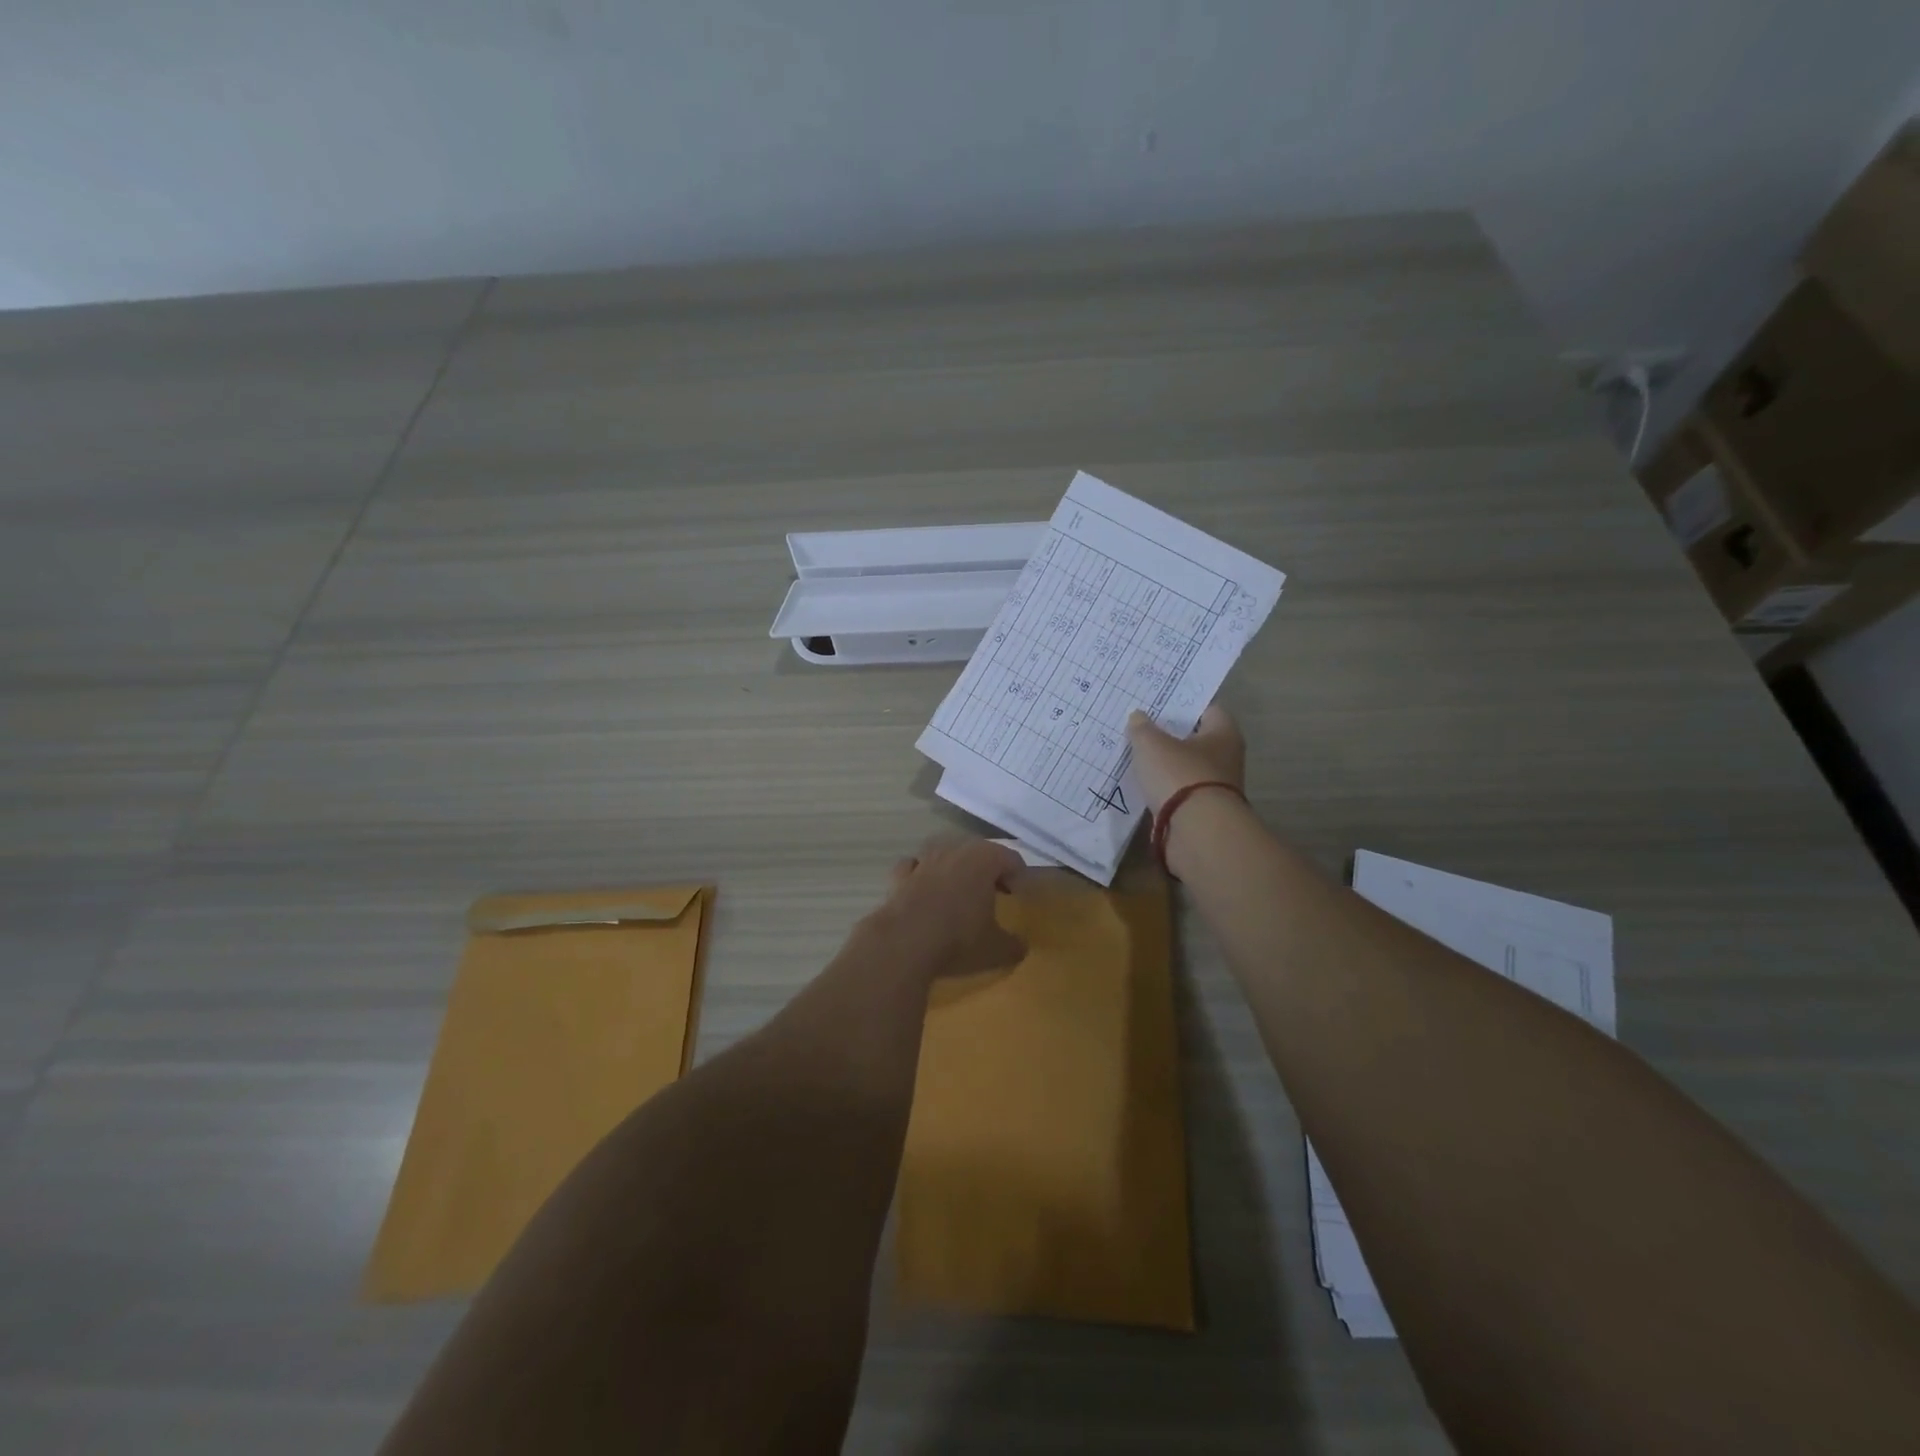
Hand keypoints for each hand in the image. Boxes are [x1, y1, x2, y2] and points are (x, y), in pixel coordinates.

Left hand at [875, 836, 1027, 978]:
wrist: (903, 942)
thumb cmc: (958, 939)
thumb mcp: (996, 949)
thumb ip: (1013, 945)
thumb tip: (1021, 946)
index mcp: (984, 860)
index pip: (1010, 858)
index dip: (1019, 875)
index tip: (1020, 895)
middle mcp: (954, 851)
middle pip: (978, 852)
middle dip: (988, 869)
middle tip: (995, 892)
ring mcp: (924, 861)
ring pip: (944, 853)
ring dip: (954, 867)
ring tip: (959, 889)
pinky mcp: (899, 876)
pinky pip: (914, 867)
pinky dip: (921, 875)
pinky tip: (924, 890)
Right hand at [1125, 704, 1245, 815]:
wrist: (1197, 832)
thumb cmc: (1180, 775)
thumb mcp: (1152, 745)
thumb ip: (1142, 729)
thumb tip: (1138, 717)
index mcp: (1223, 733)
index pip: (1206, 709)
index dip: (1182, 705)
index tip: (1157, 704)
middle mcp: (1226, 758)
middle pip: (1195, 740)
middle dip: (1170, 736)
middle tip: (1140, 728)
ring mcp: (1215, 787)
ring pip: (1186, 768)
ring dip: (1165, 766)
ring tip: (1135, 756)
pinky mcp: (1202, 812)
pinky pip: (1179, 793)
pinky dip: (1163, 789)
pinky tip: (1141, 785)